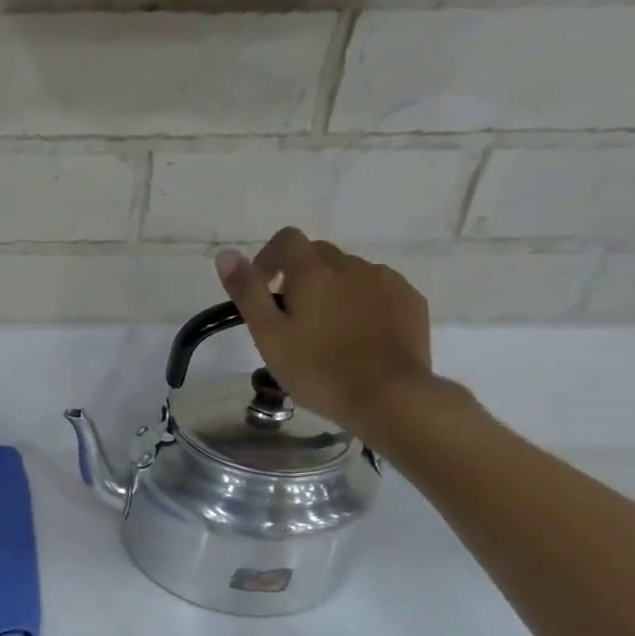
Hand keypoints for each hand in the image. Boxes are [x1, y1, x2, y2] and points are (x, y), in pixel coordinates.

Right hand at [214, 228, 436, 438]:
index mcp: (313, 272)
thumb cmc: (317, 370)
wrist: (387, 395)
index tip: (264, 290)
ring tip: (328, 333)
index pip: (286, 240)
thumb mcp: (269, 336)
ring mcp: (386, 280)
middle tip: (292, 320)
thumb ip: (247, 293)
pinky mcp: (409, 300)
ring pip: (350, 273)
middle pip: (319, 255)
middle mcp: (351, 265)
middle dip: (300, 277)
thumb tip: (225, 254)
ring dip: (333, 291)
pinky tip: (359, 338)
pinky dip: (362, 303)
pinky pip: (378, 290)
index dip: (269, 259)